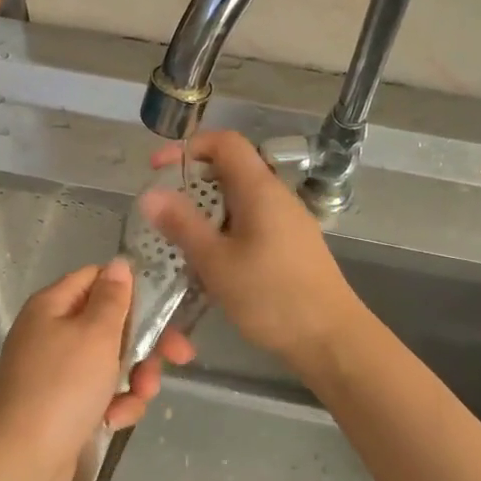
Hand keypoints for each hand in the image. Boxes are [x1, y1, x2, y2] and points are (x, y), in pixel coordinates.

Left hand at [0, 258, 194, 480]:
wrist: (22, 462)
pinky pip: (100, 394)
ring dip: (134, 379)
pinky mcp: (63, 406)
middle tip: (179, 356)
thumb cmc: (63, 388)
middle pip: (110, 324)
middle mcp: (52, 333)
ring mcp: (57, 372)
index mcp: (52, 306)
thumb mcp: (96, 335)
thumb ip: (113, 298)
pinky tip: (113, 422)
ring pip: (111, 362)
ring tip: (139, 397)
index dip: (132, 289)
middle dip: (144, 343)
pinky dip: (113, 405)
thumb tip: (118, 264)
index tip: (166, 306)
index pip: (96, 278)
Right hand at [140, 130, 363, 365]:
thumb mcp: (216, 261)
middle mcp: (277, 196)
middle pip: (231, 170)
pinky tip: (214, 263)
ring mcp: (289, 221)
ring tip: (183, 240)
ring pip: (241, 200)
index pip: (225, 142)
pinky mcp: (293, 246)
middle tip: (164, 211)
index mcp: (260, 189)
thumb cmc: (271, 296)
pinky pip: (252, 223)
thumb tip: (150, 193)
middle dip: (193, 183)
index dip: (188, 146)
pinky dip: (226, 231)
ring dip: (208, 211)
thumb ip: (182, 224)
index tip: (157, 170)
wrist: (330, 338)